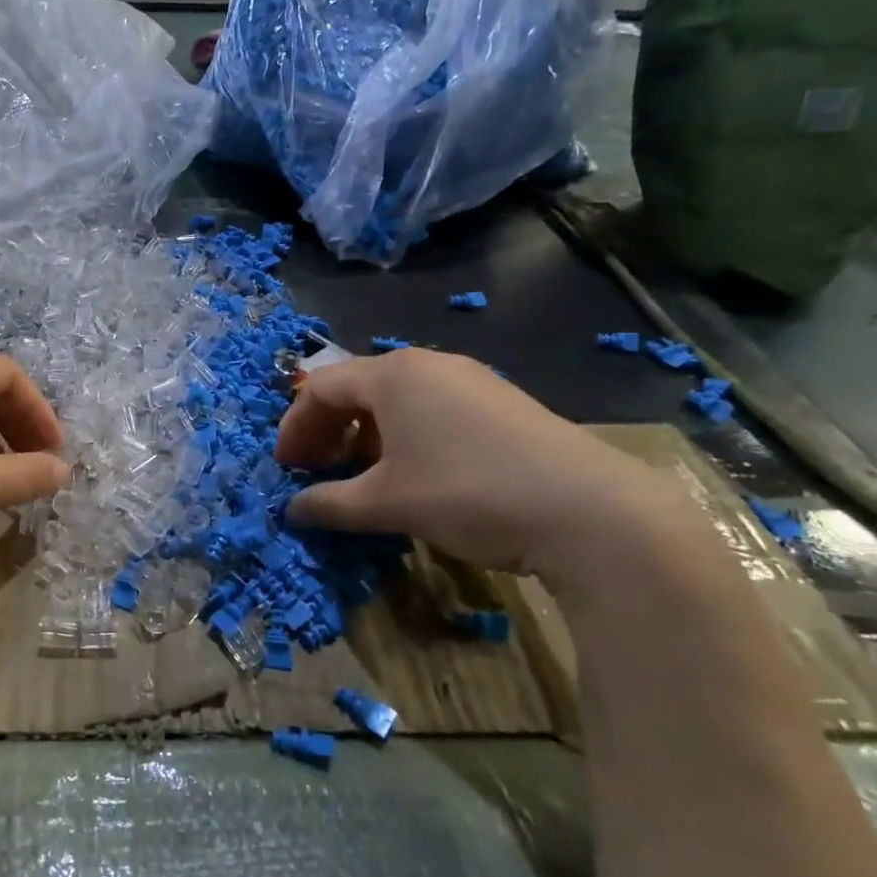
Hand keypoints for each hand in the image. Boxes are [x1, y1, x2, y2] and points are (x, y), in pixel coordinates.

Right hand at [276, 350, 707, 595]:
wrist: (590, 511)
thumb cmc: (468, 492)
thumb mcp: (388, 503)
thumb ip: (331, 504)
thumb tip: (292, 510)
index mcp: (393, 374)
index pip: (320, 387)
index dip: (294, 426)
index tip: (285, 468)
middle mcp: (429, 365)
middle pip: (357, 388)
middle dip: (327, 430)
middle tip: (316, 472)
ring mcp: (471, 381)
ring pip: (396, 400)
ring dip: (365, 436)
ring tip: (361, 477)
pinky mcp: (503, 404)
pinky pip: (432, 410)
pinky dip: (405, 437)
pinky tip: (415, 475)